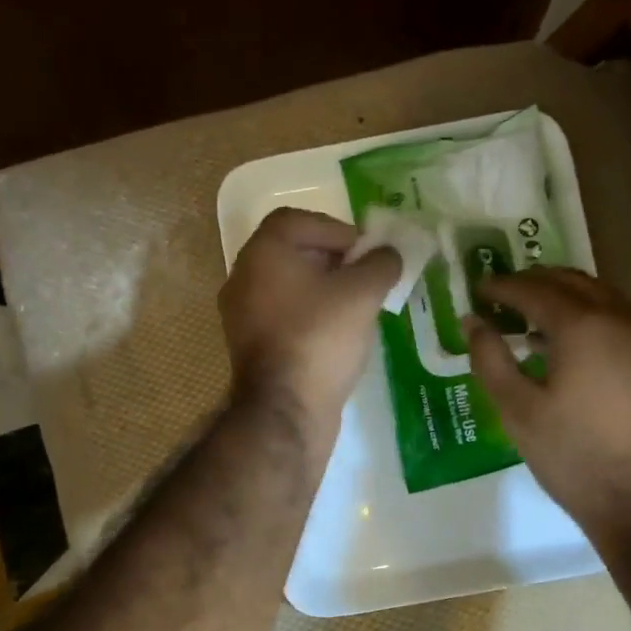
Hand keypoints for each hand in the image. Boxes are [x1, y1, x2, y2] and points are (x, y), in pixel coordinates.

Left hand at [220, 207, 399, 430]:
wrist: (285, 410)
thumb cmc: (320, 338)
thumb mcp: (362, 293)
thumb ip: (381, 264)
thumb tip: (388, 254)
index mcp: (262, 254)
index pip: (295, 220)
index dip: (335, 228)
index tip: (364, 251)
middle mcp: (243, 278)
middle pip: (291, 252)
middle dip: (332, 259)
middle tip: (365, 276)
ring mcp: (242, 316)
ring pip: (288, 286)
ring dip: (323, 289)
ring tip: (357, 305)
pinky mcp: (251, 347)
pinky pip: (284, 316)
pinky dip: (310, 315)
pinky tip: (338, 334)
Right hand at [464, 268, 630, 551]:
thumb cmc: (573, 454)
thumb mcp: (517, 408)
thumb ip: (490, 358)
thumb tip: (473, 322)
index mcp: (583, 324)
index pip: (534, 289)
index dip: (501, 287)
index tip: (477, 289)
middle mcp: (619, 316)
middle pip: (570, 281)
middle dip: (533, 282)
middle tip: (501, 295)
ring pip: (597, 295)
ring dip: (561, 296)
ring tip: (527, 316)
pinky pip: (614, 316)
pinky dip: (585, 314)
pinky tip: (564, 342)